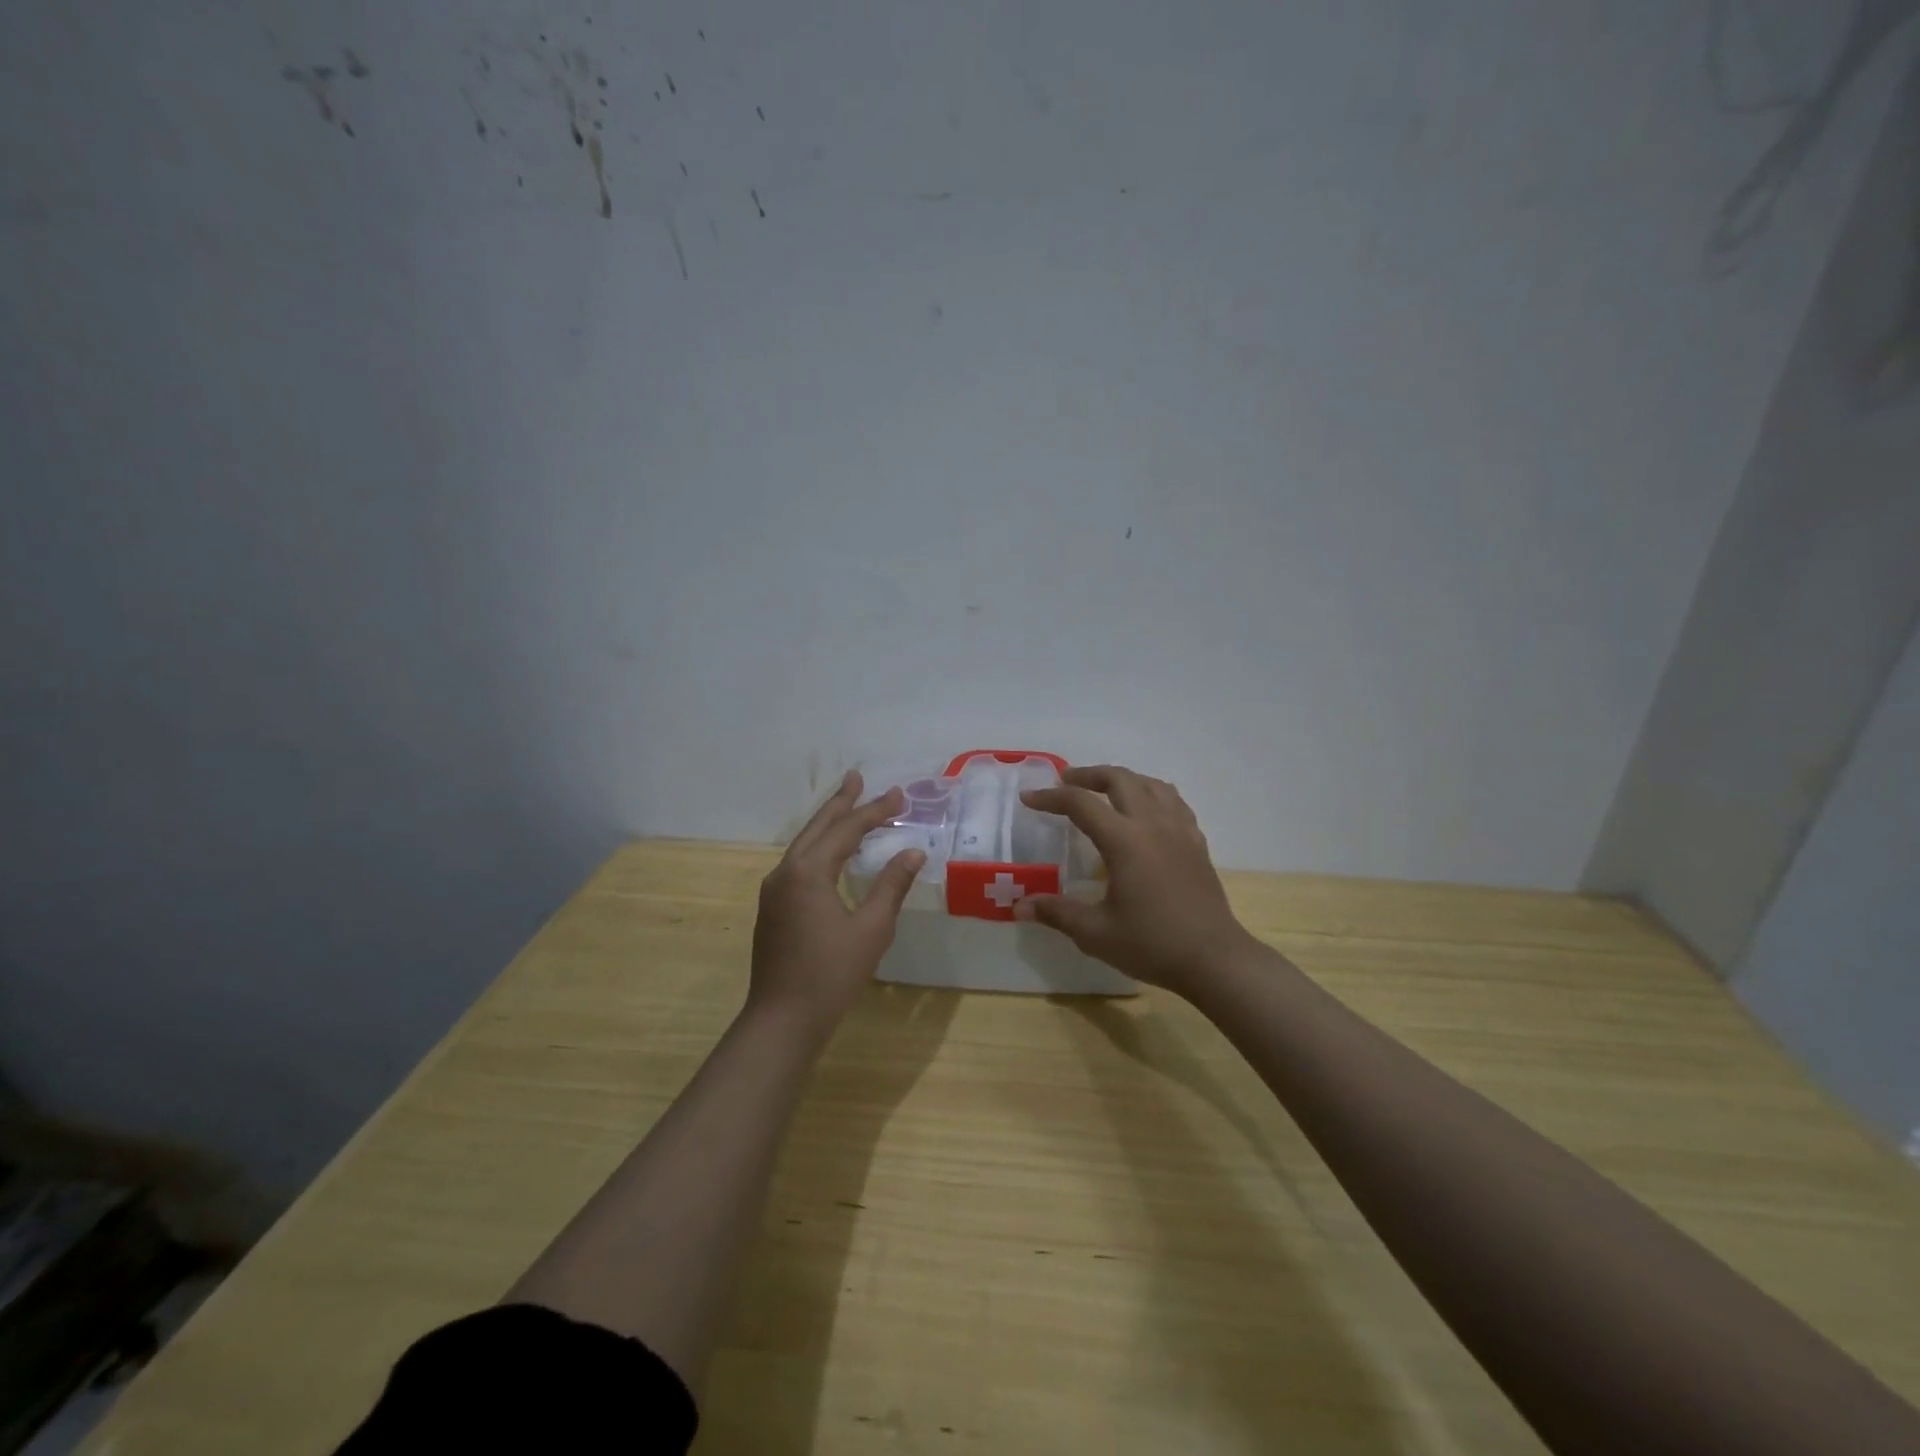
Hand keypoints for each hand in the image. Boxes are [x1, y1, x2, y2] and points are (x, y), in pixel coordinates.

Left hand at [749, 771, 924, 1034]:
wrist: (782, 1020)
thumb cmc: (831, 974)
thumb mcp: (872, 928)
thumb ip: (891, 885)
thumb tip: (912, 851)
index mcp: (808, 872)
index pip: (846, 830)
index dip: (874, 811)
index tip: (898, 794)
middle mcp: (785, 872)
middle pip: (817, 828)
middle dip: (840, 804)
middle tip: (857, 778)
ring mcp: (774, 891)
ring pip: (804, 845)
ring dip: (827, 824)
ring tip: (847, 806)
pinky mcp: (773, 908)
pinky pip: (798, 863)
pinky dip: (818, 848)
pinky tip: (830, 854)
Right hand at [1015, 765, 1259, 996]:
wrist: (1214, 959)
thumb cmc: (1152, 944)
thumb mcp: (1096, 933)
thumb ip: (1056, 912)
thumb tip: (1019, 906)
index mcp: (1124, 841)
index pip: (1081, 804)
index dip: (1051, 798)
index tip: (1029, 799)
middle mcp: (1152, 824)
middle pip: (1119, 779)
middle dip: (1088, 775)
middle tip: (1065, 782)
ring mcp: (1179, 830)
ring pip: (1150, 783)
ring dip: (1122, 779)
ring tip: (1104, 790)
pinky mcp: (1196, 842)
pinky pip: (1173, 801)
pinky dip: (1152, 793)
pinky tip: (1146, 810)